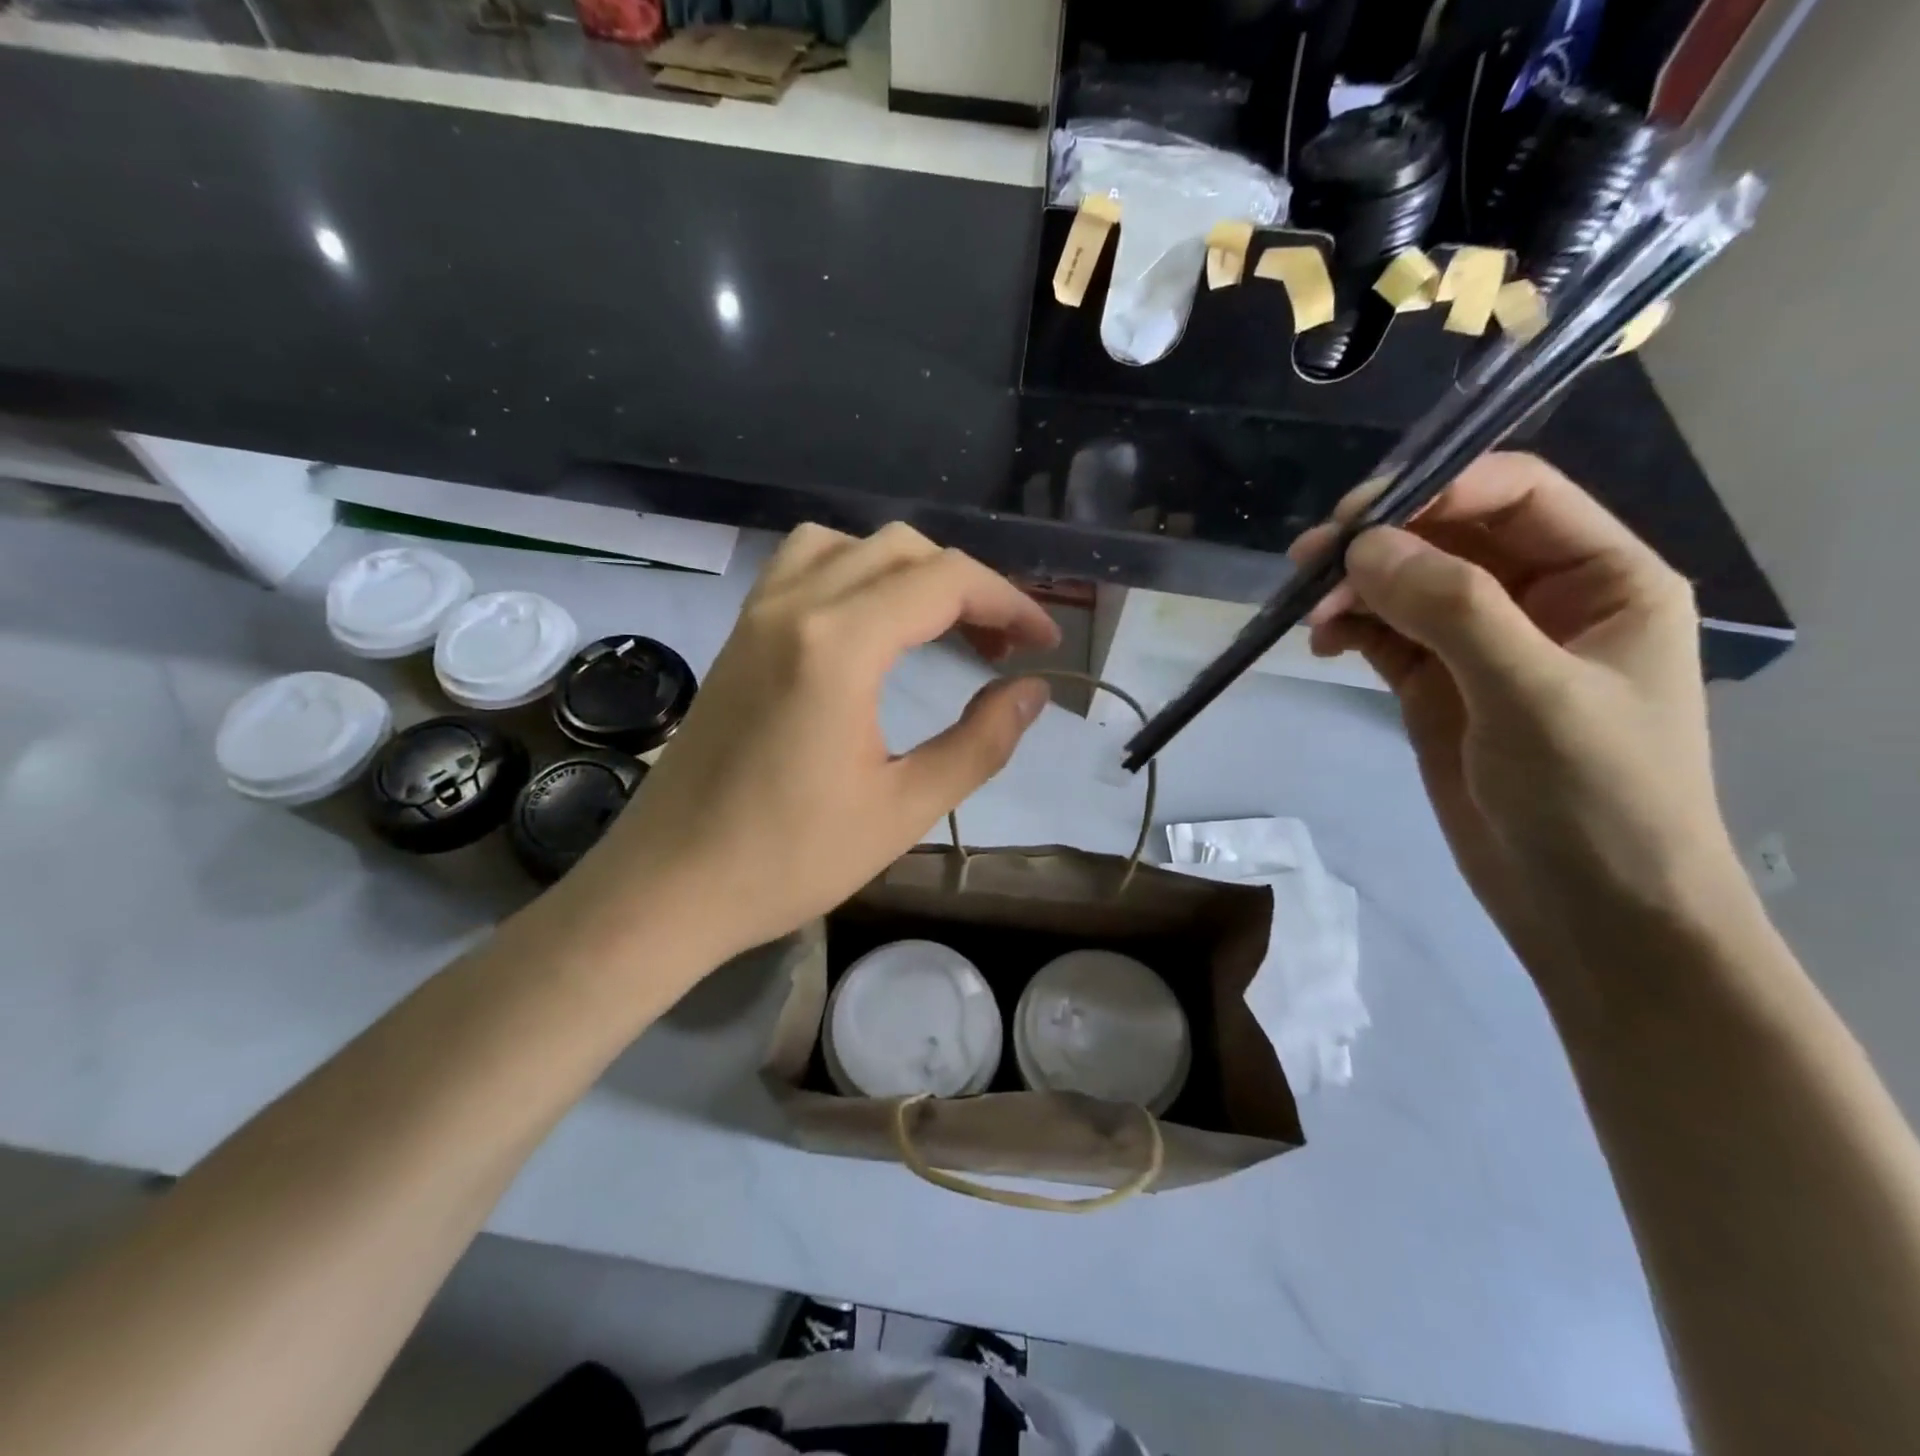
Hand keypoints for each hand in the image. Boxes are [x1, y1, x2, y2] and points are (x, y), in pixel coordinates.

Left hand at [553, 523, 1060, 974]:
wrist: (669, 886)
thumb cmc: (789, 859)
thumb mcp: (903, 809)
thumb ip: (980, 742)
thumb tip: (1033, 692)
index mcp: (839, 645)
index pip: (945, 581)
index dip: (1009, 602)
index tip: (1043, 644)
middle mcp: (795, 606)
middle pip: (901, 549)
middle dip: (967, 584)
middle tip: (1001, 644)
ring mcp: (757, 615)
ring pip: (847, 544)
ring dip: (907, 569)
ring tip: (938, 624)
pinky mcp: (737, 635)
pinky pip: (801, 565)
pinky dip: (852, 571)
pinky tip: (868, 623)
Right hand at [1300, 453, 1747, 980]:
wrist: (1592, 910)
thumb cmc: (1595, 797)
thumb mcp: (1531, 692)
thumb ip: (1452, 608)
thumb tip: (1360, 547)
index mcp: (1601, 578)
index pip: (1514, 495)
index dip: (1437, 488)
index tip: (1357, 518)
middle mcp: (1542, 598)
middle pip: (1449, 536)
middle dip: (1379, 542)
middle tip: (1308, 562)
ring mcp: (1482, 646)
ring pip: (1406, 586)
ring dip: (1354, 588)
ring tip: (1308, 613)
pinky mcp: (1437, 688)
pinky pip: (1386, 635)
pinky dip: (1350, 628)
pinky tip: (1322, 642)